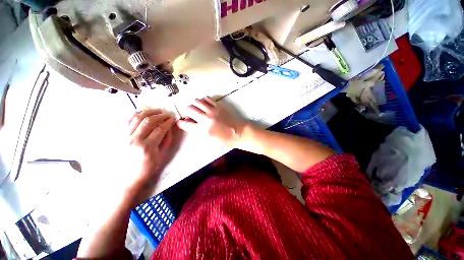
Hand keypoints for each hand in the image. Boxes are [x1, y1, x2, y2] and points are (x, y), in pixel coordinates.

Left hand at [127, 109, 174, 194]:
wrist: (128, 177)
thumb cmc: (148, 168)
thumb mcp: (162, 155)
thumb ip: (166, 140)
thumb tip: (169, 128)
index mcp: (147, 146)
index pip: (160, 129)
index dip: (168, 122)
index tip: (173, 118)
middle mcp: (134, 139)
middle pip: (149, 121)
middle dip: (161, 115)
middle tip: (167, 114)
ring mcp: (125, 137)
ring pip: (137, 118)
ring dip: (149, 112)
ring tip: (157, 111)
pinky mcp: (120, 136)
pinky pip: (127, 121)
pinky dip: (136, 114)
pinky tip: (143, 113)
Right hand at [177, 97, 246, 147]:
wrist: (239, 133)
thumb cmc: (225, 140)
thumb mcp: (210, 141)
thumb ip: (198, 132)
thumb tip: (190, 124)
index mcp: (202, 130)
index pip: (185, 124)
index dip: (181, 123)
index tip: (182, 122)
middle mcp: (205, 119)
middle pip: (188, 109)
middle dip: (187, 112)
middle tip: (191, 115)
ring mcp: (212, 110)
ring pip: (196, 101)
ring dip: (194, 105)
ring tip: (198, 109)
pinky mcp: (218, 106)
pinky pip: (207, 98)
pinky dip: (203, 100)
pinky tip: (206, 105)